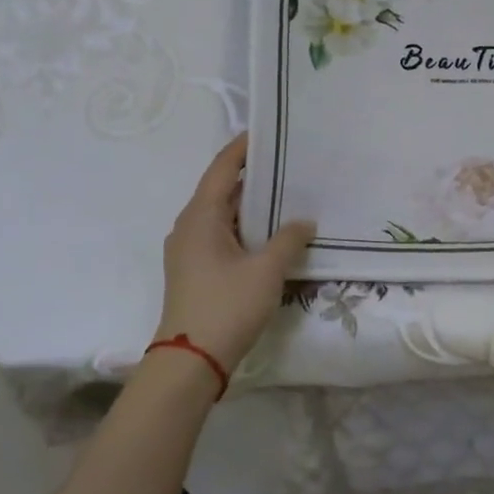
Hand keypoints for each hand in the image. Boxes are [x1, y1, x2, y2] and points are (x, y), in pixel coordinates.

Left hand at [153, 135, 315, 371]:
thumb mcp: (266, 270)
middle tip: (289, 164)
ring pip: (224, 216)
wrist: (191, 361)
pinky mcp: (196, 271)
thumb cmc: (226, 306)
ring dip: (252, 206)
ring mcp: (189, 250)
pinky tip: (272, 234)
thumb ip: (288, 239)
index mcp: (200, 217)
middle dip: (253, 177)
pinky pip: (223, 236)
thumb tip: (304, 221)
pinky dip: (246, 228)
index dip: (243, 148)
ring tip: (287, 195)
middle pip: (221, 190)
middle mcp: (189, 227)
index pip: (222, 169)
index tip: (267, 132)